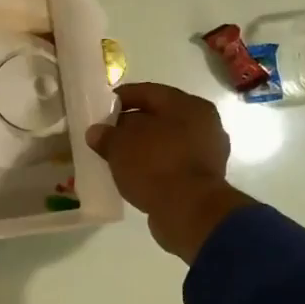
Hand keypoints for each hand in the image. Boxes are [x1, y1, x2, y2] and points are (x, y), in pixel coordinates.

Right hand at [84, 82, 250, 262]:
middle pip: (159, 117)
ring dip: (143, 147)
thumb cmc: (155, 165)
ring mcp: (208, 152)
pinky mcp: (204, 178)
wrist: (189, 211)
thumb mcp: (119, 146)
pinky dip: (154, 166)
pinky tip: (135, 174)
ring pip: (166, 142)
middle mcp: (204, 123)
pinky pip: (172, 163)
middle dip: (132, 125)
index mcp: (188, 105)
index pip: (148, 92)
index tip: (100, 108)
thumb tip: (97, 132)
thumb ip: (106, 135)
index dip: (121, 98)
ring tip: (118, 157)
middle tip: (107, 135)